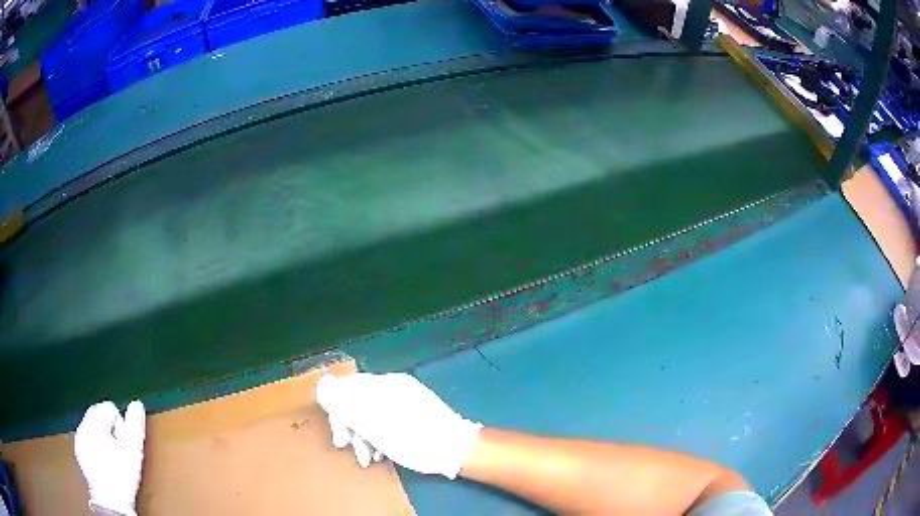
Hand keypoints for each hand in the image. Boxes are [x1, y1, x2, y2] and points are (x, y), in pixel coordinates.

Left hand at [74, 401, 145, 515]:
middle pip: (97, 415)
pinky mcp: (78, 452)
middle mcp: (82, 426)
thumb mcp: (132, 451)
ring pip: (91, 428)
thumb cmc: (122, 476)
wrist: (111, 502)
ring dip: (102, 437)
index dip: (119, 422)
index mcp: (93, 422)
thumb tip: (137, 404)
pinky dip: (96, 446)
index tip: (125, 441)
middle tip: (120, 448)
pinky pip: (87, 440)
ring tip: (113, 456)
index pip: (107, 407)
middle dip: (109, 428)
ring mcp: (78, 440)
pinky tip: (105, 462)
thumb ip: (134, 425)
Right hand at [316, 373, 481, 478]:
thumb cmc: (414, 440)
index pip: (345, 388)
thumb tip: (324, 385)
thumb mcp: (375, 426)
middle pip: (358, 401)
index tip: (340, 438)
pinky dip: (379, 435)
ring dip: (364, 435)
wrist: (457, 450)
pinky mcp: (414, 412)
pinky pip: (386, 419)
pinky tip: (381, 454)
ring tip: (369, 458)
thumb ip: (347, 405)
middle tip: (350, 449)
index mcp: (383, 385)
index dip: (337, 412)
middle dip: (350, 427)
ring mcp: (405, 399)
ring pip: (371, 413)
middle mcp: (393, 387)